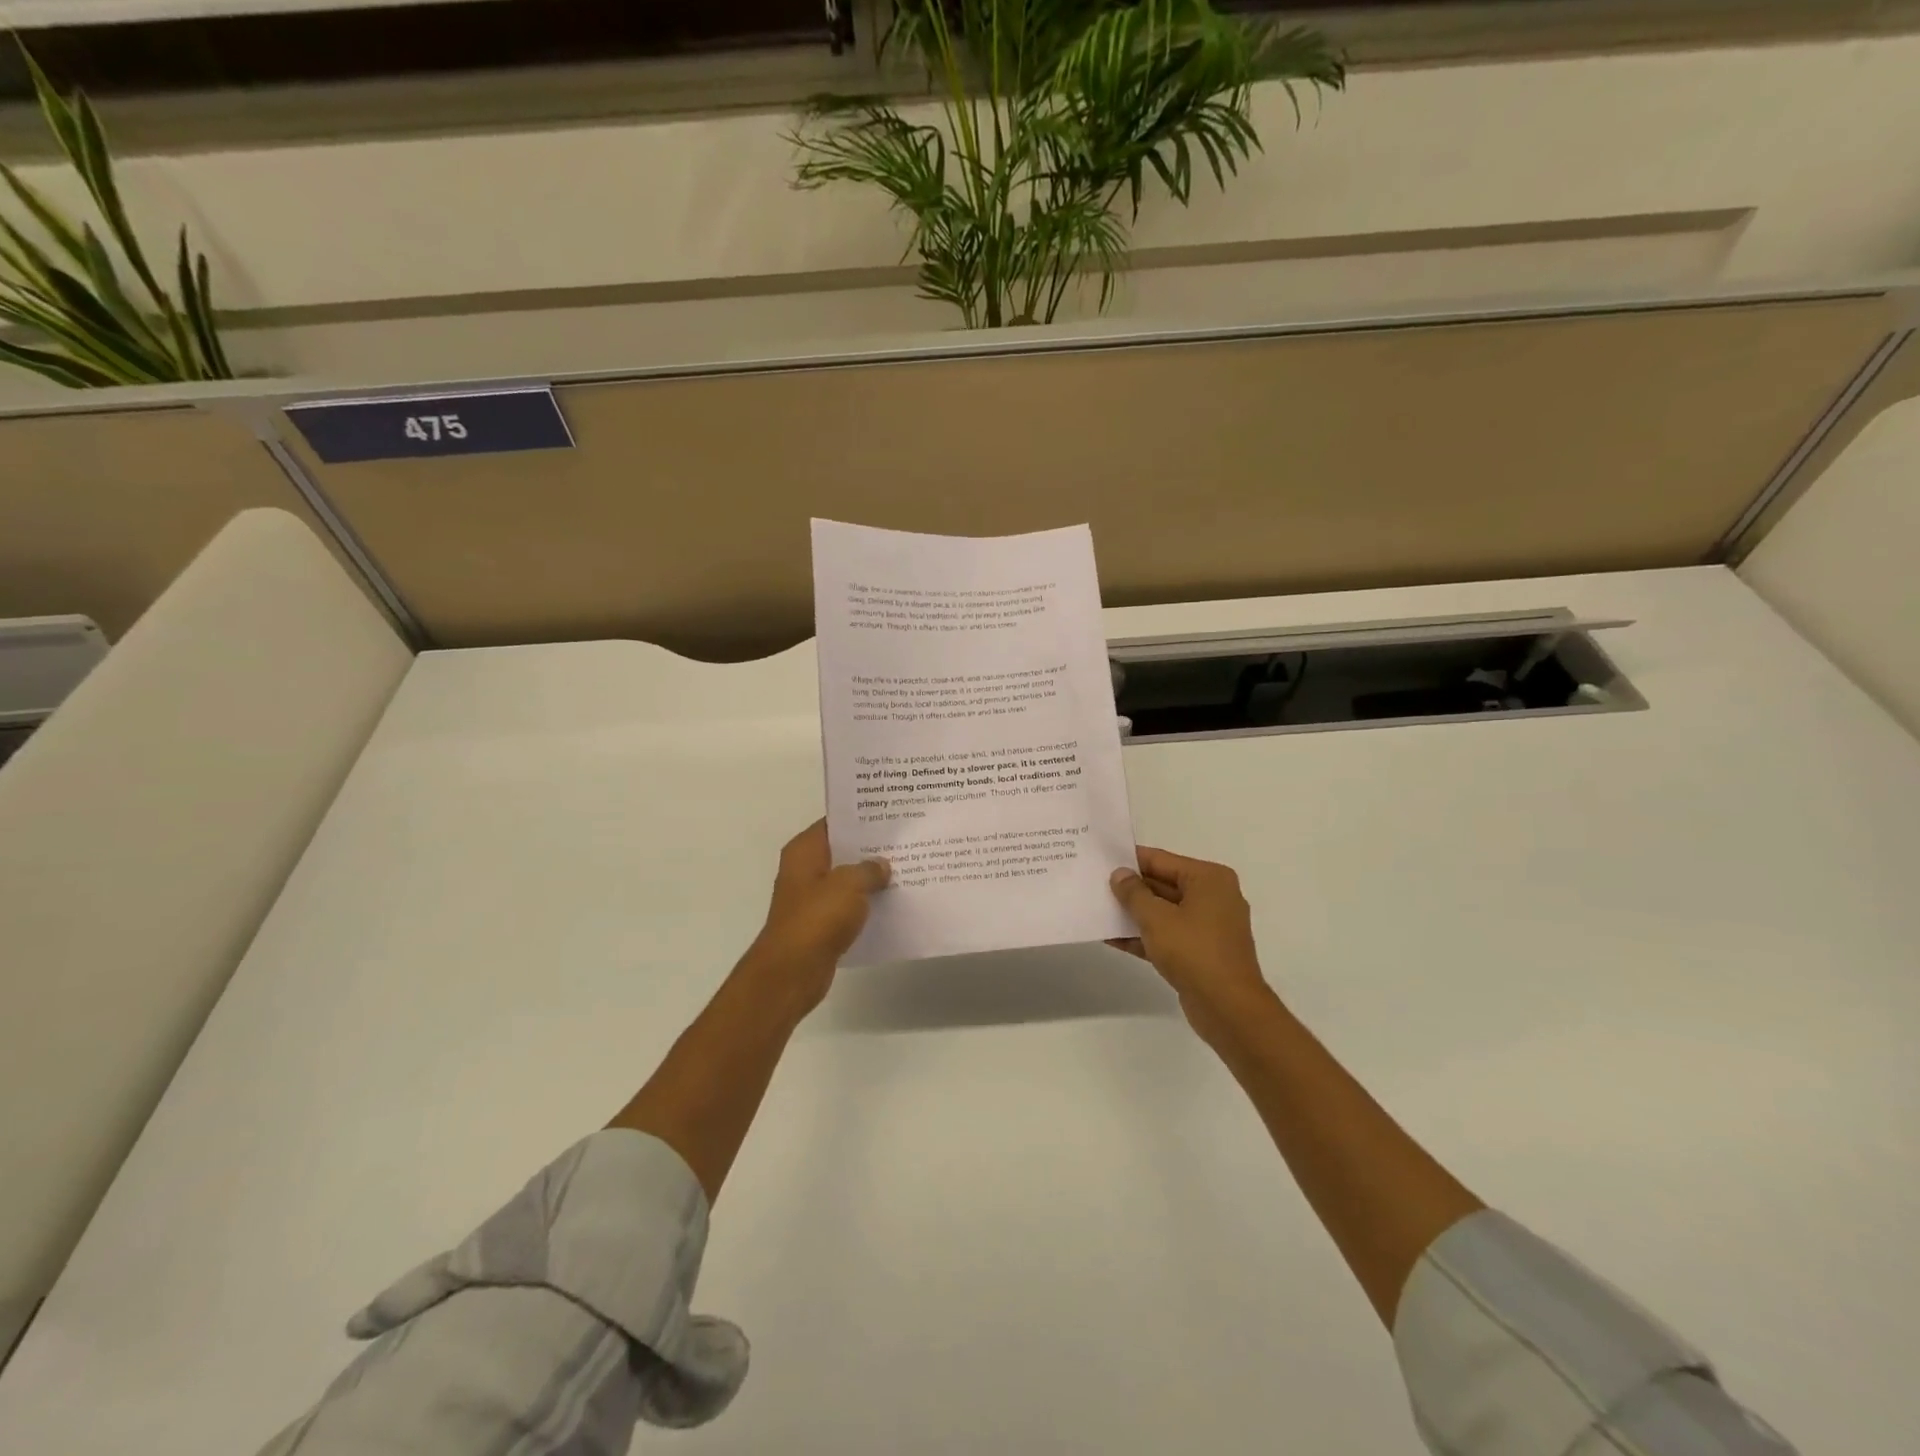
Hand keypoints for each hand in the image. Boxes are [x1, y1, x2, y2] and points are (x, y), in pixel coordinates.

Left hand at [736, 820, 888, 1017]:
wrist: (792, 972)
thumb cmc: (817, 918)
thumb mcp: (849, 885)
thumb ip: (869, 869)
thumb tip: (882, 865)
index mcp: (804, 851)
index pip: (834, 823)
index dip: (860, 818)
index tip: (890, 815)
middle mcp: (804, 869)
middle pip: (842, 851)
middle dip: (870, 848)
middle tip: (905, 841)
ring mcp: (811, 898)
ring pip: (847, 880)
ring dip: (870, 878)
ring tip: (906, 869)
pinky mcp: (820, 923)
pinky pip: (848, 906)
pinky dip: (866, 904)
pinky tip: (892, 902)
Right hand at [1109, 846, 1275, 1040]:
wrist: (1228, 1008)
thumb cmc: (1194, 951)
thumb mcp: (1156, 918)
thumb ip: (1133, 893)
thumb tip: (1119, 874)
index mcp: (1209, 879)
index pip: (1161, 860)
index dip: (1130, 860)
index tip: (1101, 859)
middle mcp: (1213, 897)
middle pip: (1163, 884)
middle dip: (1130, 888)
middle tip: (1094, 884)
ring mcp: (1208, 927)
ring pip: (1163, 912)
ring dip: (1133, 913)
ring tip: (1097, 909)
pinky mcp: (1200, 952)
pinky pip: (1167, 935)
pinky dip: (1144, 936)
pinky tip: (1111, 938)